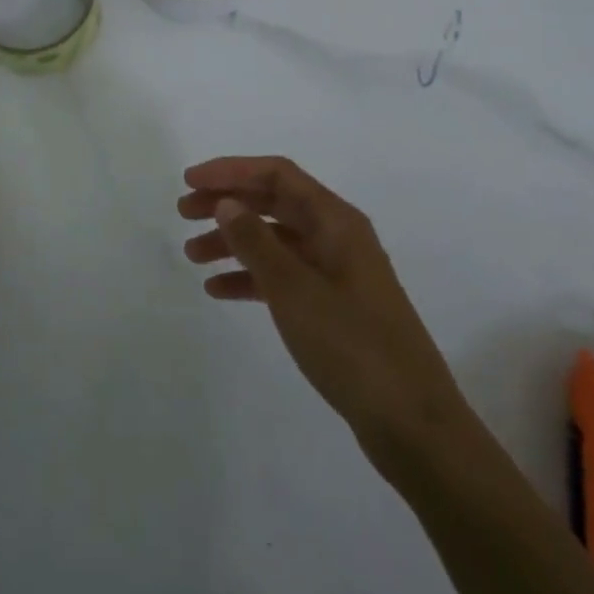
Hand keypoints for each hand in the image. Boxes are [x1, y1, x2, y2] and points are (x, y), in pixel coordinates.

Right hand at [180, 156, 461, 461]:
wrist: (411, 422)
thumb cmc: (352, 344)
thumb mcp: (294, 289)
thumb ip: (256, 242)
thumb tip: (226, 203)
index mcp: (336, 220)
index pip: (277, 175)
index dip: (231, 171)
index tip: (189, 181)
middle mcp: (337, 236)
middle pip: (274, 203)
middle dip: (227, 203)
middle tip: (182, 213)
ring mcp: (336, 272)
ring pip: (275, 241)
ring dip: (233, 242)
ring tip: (192, 255)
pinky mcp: (332, 305)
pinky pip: (284, 276)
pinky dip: (251, 277)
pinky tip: (219, 290)